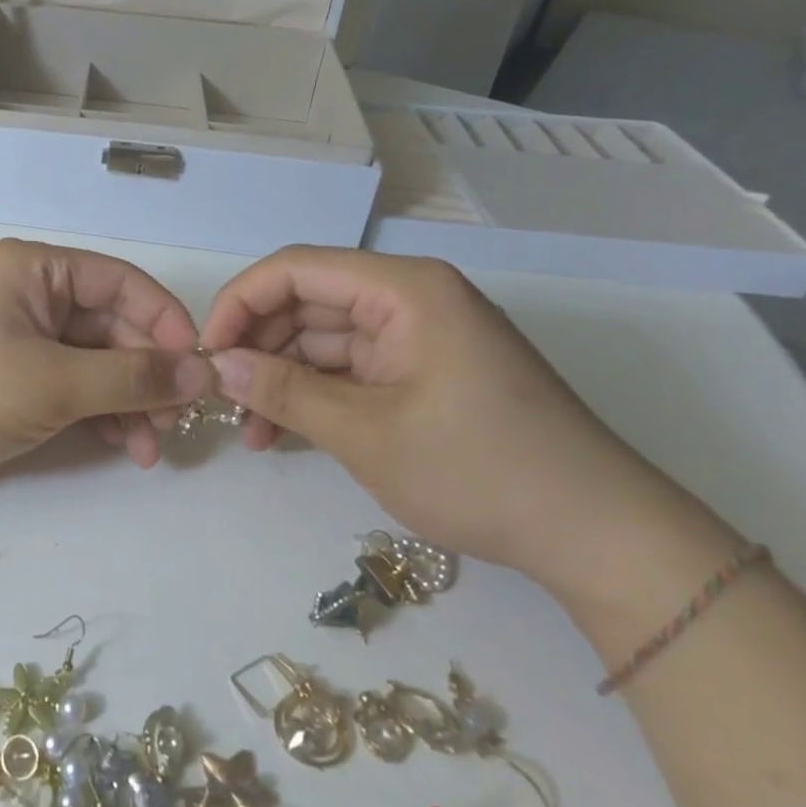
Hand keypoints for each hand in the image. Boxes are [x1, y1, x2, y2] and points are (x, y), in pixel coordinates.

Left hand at [0, 239, 210, 493]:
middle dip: (147, 376)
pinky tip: (123, 446)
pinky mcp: (16, 375)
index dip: (167, 324)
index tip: (199, 372)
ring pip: (97, 360)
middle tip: (174, 427)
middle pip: (114, 325)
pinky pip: (74, 384)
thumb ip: (131, 377)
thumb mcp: (53, 383)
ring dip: (128, 401)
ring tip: (150, 449)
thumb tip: (203, 374)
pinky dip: (100, 412)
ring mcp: (24, 336)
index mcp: (37, 269)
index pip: (123, 283)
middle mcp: (34, 293)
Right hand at [200, 246, 678, 581]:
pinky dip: (313, 396)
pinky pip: (348, 369)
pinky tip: (282, 432)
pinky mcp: (420, 372)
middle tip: (222, 400)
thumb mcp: (366, 433)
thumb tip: (216, 365)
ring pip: (321, 340)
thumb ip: (283, 391)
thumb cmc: (480, 470)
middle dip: (258, 348)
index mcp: (403, 289)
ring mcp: (415, 337)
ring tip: (249, 430)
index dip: (241, 303)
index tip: (207, 352)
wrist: (598, 537)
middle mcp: (407, 298)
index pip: (296, 269)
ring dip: (280, 379)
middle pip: (306, 303)